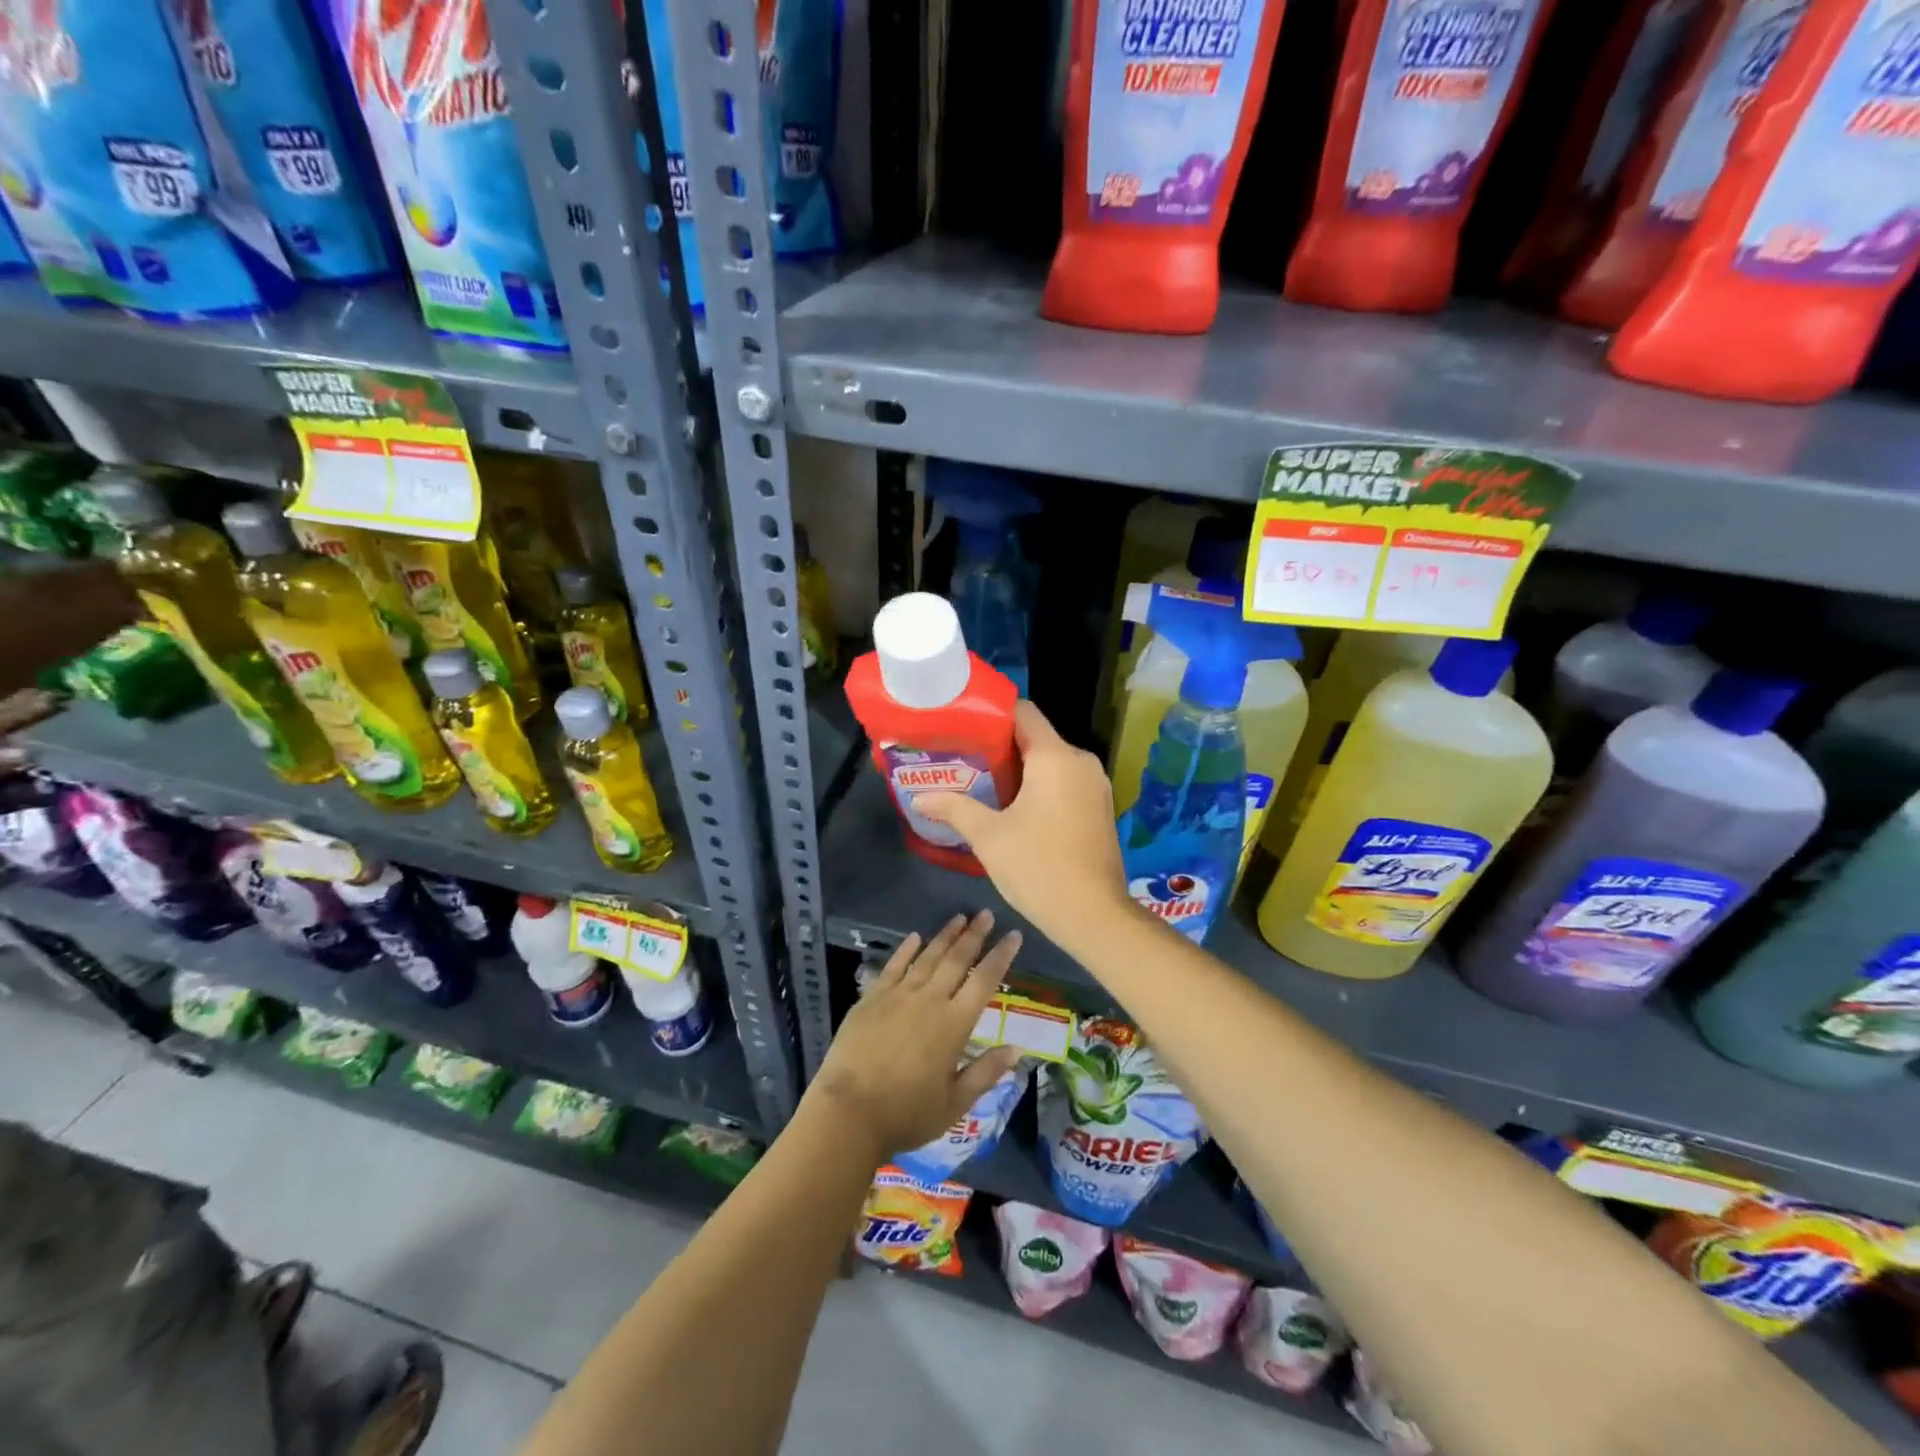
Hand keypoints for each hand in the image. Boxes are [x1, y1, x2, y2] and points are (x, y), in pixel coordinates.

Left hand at [807, 911, 1022, 1164]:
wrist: (848, 1112)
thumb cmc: (906, 1113)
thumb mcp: (955, 1103)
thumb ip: (986, 1072)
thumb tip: (1017, 1049)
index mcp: (954, 1024)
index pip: (984, 980)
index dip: (1001, 956)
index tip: (1013, 935)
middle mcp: (930, 1000)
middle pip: (957, 959)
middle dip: (974, 935)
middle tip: (986, 914)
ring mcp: (898, 995)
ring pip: (927, 956)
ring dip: (945, 935)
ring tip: (959, 917)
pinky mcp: (872, 998)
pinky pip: (894, 965)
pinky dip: (906, 949)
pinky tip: (915, 937)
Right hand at [915, 701, 1132, 942]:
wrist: (1094, 915)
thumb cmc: (1038, 867)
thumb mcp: (988, 836)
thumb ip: (955, 808)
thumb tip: (920, 797)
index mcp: (1055, 757)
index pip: (1023, 713)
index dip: (992, 715)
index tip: (963, 729)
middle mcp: (1081, 762)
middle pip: (1036, 738)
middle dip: (1000, 747)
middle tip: (963, 760)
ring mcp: (1096, 786)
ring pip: (1051, 763)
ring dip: (1020, 771)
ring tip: (983, 785)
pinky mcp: (1101, 809)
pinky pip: (1066, 783)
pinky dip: (1041, 788)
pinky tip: (1015, 809)